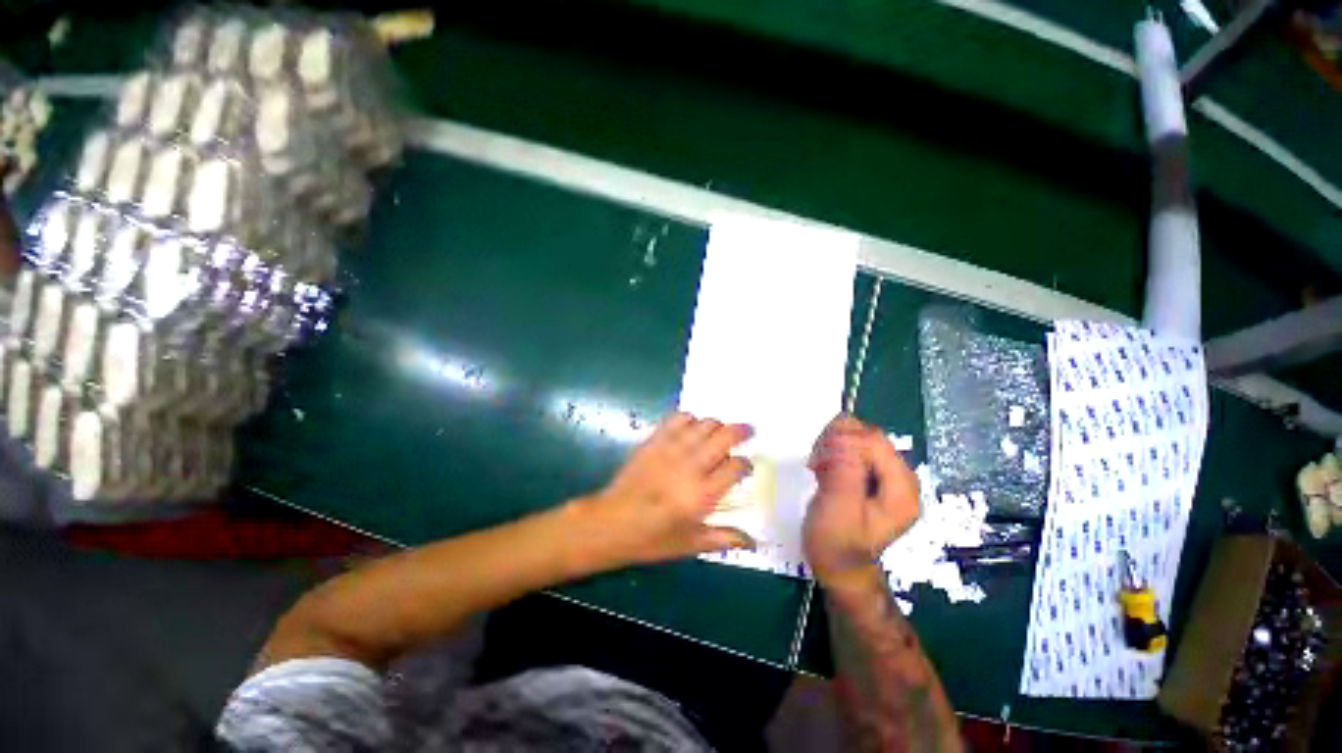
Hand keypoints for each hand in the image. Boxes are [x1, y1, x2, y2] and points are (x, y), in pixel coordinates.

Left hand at [583, 412, 755, 565]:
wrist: (612, 523)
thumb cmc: (652, 538)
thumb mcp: (691, 544)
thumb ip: (724, 538)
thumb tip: (755, 541)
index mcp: (702, 494)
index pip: (735, 467)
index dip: (745, 464)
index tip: (746, 466)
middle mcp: (691, 466)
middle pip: (724, 437)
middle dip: (741, 432)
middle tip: (748, 431)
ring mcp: (671, 449)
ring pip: (704, 424)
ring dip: (717, 425)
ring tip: (720, 431)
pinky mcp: (654, 441)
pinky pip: (677, 419)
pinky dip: (690, 418)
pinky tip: (692, 427)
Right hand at [804, 415, 919, 589]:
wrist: (839, 567)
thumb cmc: (837, 545)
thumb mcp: (838, 512)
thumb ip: (844, 473)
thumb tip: (842, 437)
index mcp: (901, 490)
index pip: (875, 443)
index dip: (843, 442)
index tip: (817, 460)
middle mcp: (900, 477)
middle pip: (869, 436)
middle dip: (838, 441)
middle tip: (815, 462)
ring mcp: (887, 475)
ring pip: (859, 436)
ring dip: (833, 444)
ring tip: (818, 466)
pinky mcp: (872, 474)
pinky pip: (853, 446)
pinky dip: (834, 450)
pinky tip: (823, 467)